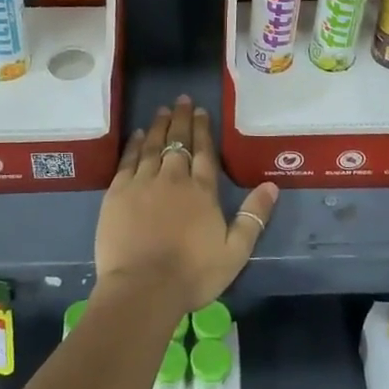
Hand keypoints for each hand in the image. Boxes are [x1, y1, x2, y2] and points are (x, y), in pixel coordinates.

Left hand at [95, 95, 276, 314]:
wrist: (143, 288)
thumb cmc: (192, 274)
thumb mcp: (235, 252)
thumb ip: (254, 217)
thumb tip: (271, 186)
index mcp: (202, 191)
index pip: (204, 151)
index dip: (202, 129)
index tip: (200, 111)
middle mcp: (173, 178)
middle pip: (178, 142)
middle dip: (181, 119)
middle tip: (181, 100)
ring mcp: (142, 183)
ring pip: (152, 146)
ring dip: (158, 126)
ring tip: (162, 110)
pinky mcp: (117, 193)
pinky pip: (128, 161)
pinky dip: (133, 145)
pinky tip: (136, 135)